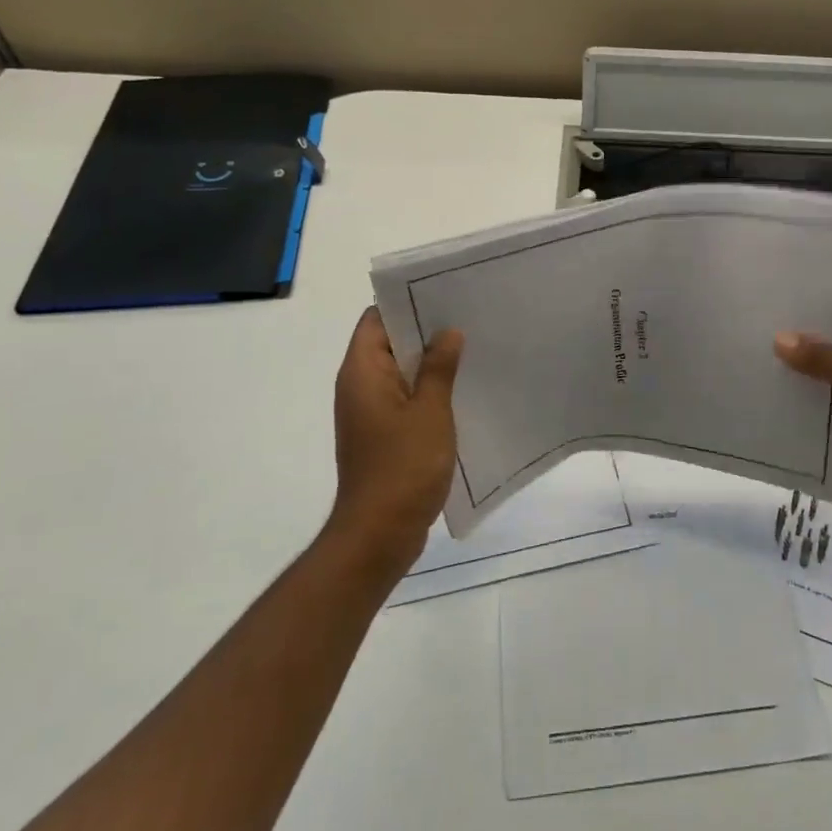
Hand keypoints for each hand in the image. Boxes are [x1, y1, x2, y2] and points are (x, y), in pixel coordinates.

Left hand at [326, 308, 464, 575]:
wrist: (378, 534)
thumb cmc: (403, 467)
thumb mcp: (430, 411)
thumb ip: (439, 368)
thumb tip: (447, 332)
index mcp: (362, 372)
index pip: (376, 319)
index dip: (406, 303)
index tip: (444, 296)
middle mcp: (359, 386)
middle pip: (388, 343)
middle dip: (425, 332)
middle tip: (468, 319)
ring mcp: (369, 412)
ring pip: (400, 372)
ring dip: (430, 363)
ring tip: (472, 350)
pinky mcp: (381, 435)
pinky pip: (404, 399)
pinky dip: (427, 391)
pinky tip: (462, 391)